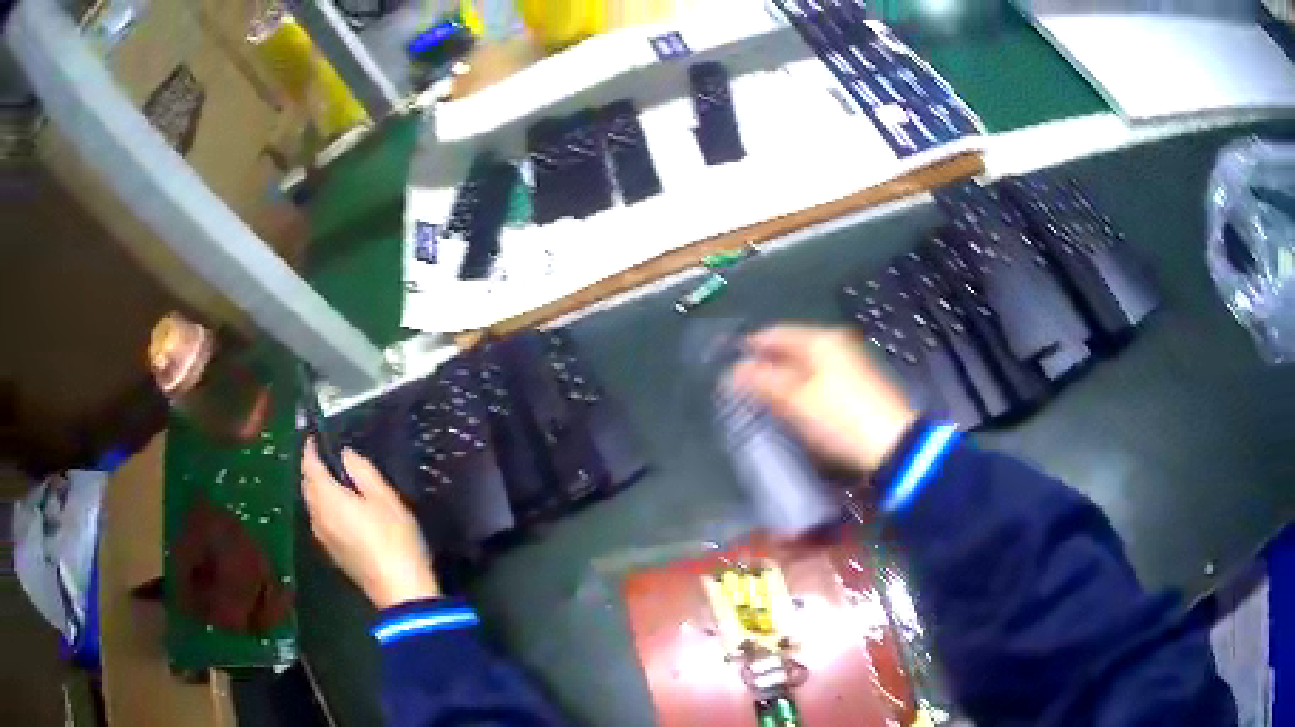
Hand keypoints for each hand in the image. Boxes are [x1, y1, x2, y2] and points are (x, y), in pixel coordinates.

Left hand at [300, 439, 440, 607]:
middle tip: (324, 457)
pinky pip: (320, 520)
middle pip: (307, 487)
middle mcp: (318, 516)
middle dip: (311, 470)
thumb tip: (345, 455)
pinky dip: (323, 507)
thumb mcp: (385, 498)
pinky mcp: (333, 552)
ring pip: (312, 505)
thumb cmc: (394, 538)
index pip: (310, 467)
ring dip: (316, 490)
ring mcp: (323, 537)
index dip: (310, 451)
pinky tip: (339, 509)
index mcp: (328, 498)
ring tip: (333, 480)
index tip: (314, 438)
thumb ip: (362, 472)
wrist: (398, 589)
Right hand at [729, 325, 916, 473]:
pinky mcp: (858, 384)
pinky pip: (819, 378)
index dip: (749, 347)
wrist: (893, 445)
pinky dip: (802, 387)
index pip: (774, 333)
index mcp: (820, 340)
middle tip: (741, 386)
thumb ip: (763, 381)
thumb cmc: (841, 419)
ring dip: (784, 378)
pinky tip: (794, 405)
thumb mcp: (795, 401)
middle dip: (766, 364)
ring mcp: (850, 362)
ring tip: (763, 399)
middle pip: (791, 347)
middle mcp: (836, 343)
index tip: (727, 365)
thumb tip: (734, 371)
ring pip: (806, 364)